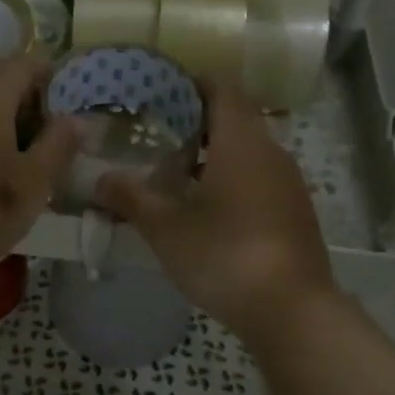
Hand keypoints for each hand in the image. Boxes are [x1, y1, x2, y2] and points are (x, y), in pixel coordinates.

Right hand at [97, 79, 334, 340]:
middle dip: (196, 121)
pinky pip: (259, 177)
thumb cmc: (225, 255)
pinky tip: (206, 208)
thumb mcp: (166, 227)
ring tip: (173, 172)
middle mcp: (271, 151)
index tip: (160, 91)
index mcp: (242, 141)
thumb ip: (131, 198)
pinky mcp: (294, 211)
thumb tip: (100, 179)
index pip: (222, 87)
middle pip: (234, 117)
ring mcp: (288, 182)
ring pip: (247, 150)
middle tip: (155, 134)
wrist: (292, 312)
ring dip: (213, 153)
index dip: (192, 82)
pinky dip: (232, 178)